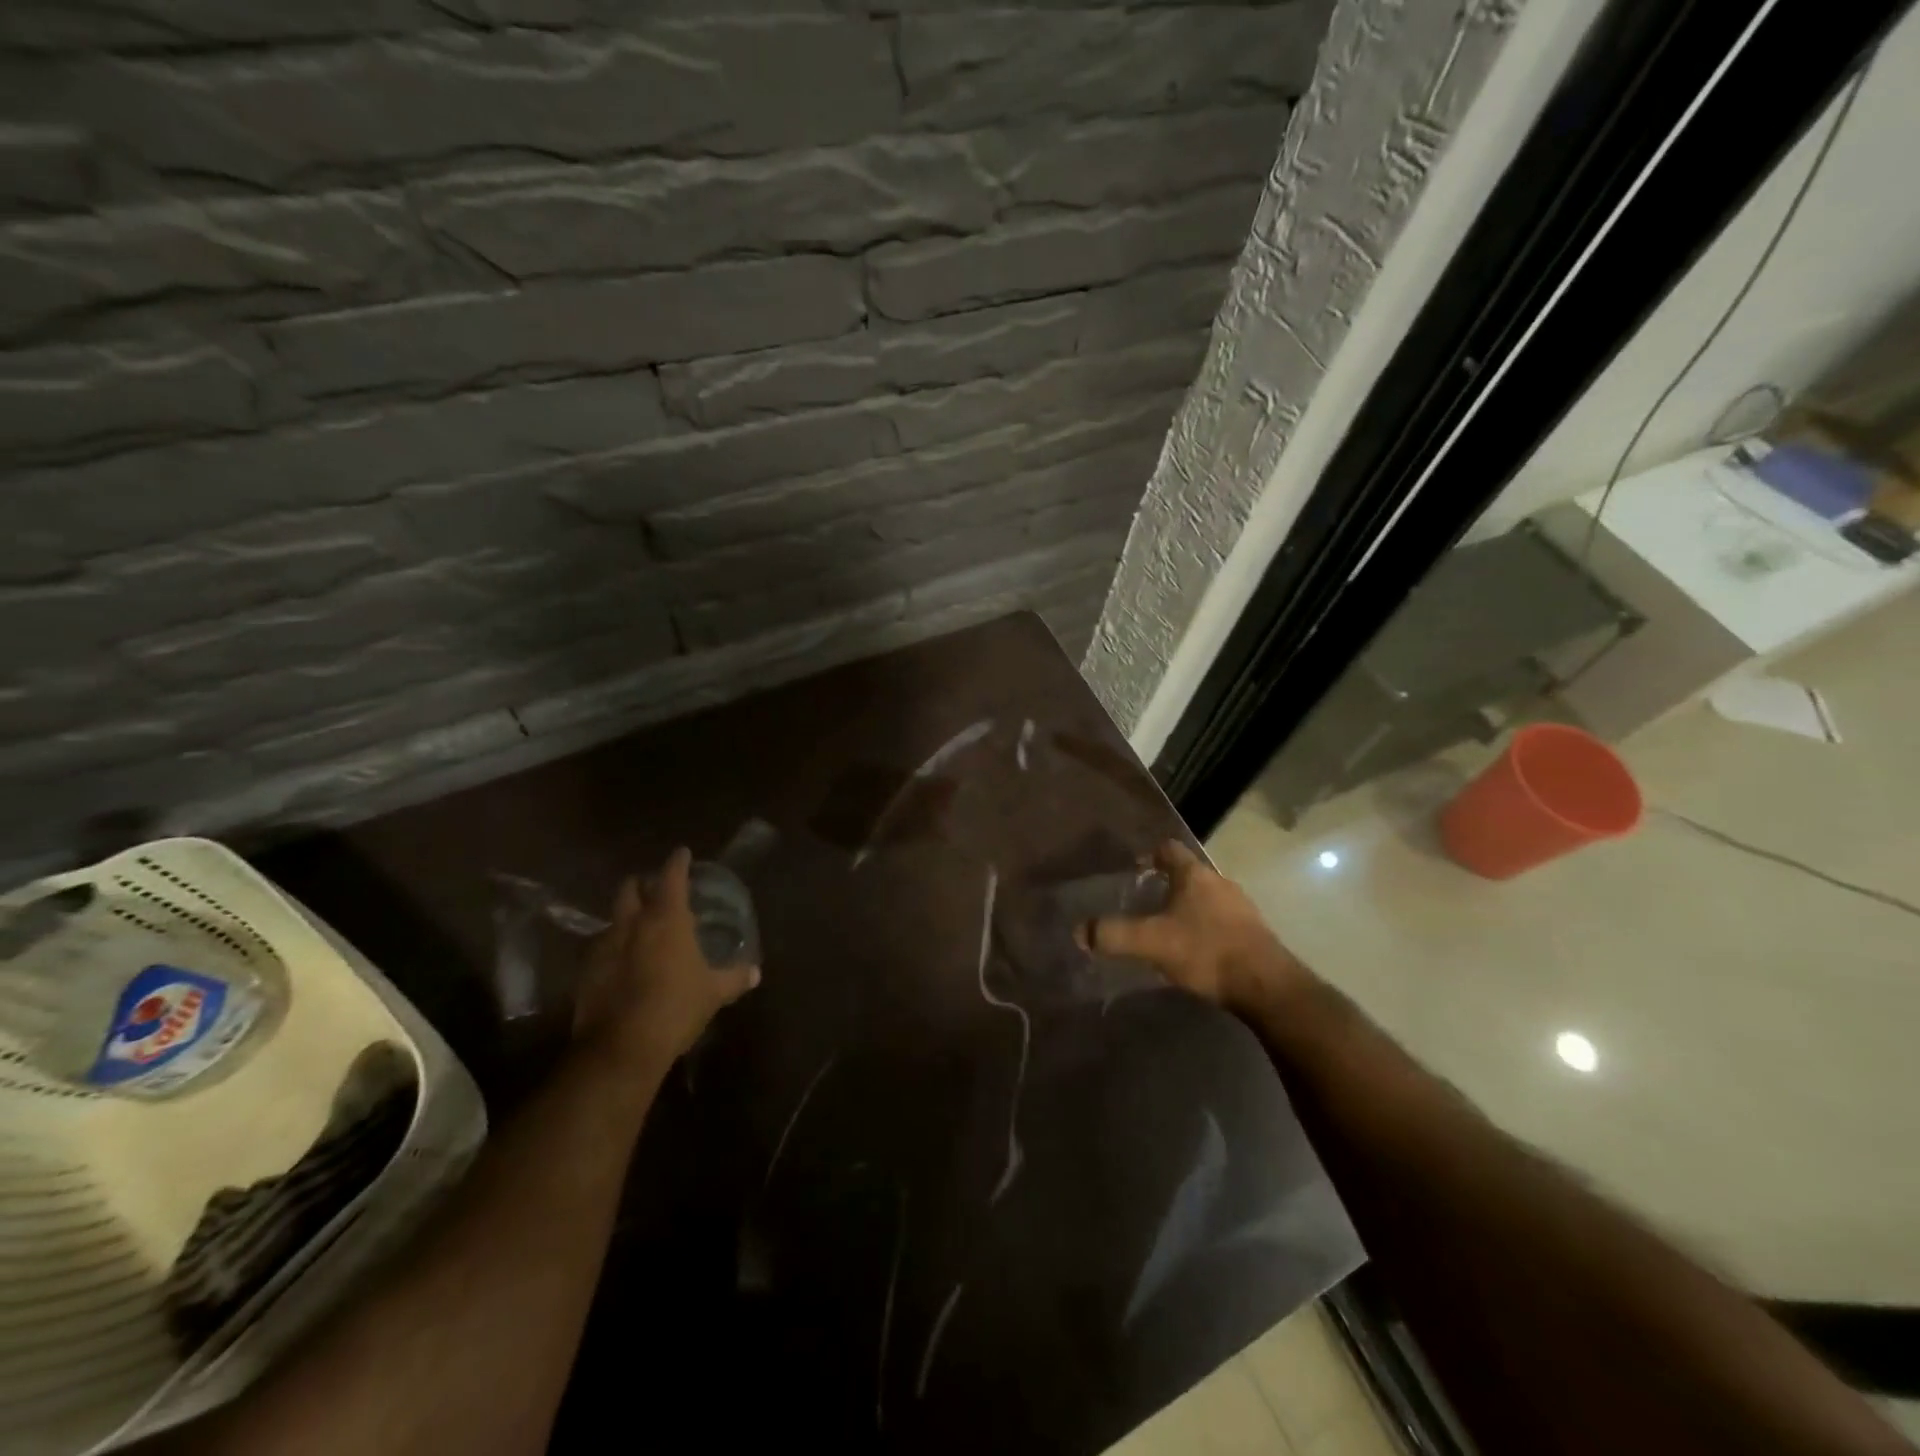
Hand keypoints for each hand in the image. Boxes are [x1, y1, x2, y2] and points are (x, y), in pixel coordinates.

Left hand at [575, 848, 759, 1069]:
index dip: (678, 862)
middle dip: (642, 884)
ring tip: (641, 928)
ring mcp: (604, 946)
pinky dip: (614, 947)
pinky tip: (625, 963)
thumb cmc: (675, 1008)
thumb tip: (755, 972)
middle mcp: (632, 923)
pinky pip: (602, 948)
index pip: (672, 876)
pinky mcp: (586, 972)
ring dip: (627, 917)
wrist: (620, 1048)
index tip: (682, 853)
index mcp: (666, 919)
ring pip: (613, 918)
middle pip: (631, 889)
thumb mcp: (713, 993)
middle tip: (657, 890)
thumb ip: (734, 978)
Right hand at [1087, 840, 1310, 1015]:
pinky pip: (1222, 920)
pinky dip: (1205, 927)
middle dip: (1166, 885)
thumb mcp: (1151, 942)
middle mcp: (1220, 882)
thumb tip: (1080, 931)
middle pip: (1188, 874)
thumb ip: (1113, 935)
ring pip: (1206, 898)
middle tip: (1144, 903)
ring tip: (1167, 929)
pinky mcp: (1254, 932)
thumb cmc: (1206, 951)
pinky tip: (1195, 950)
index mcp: (1194, 875)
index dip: (1149, 855)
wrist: (1267, 986)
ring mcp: (1241, 907)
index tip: (1133, 869)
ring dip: (1187, 908)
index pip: (1168, 849)